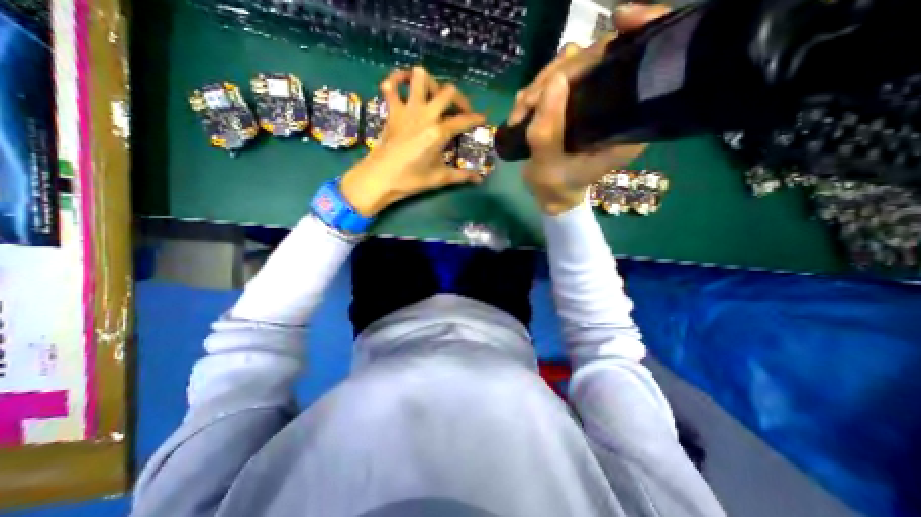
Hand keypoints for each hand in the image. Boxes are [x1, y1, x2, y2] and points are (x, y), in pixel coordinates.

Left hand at [339, 64, 485, 215]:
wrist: (380, 178)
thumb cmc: (411, 179)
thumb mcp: (440, 178)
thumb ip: (462, 175)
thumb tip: (479, 179)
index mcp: (439, 132)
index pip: (464, 120)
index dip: (477, 119)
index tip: (483, 119)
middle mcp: (426, 114)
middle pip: (448, 92)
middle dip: (459, 98)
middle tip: (461, 110)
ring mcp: (407, 109)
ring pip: (419, 77)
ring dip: (430, 82)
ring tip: (434, 95)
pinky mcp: (392, 111)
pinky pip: (391, 86)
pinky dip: (396, 81)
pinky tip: (402, 86)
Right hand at [512, 1, 670, 214]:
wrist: (551, 193)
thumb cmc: (554, 186)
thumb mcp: (546, 166)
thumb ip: (547, 131)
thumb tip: (552, 80)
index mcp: (626, 125)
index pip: (636, 70)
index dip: (630, 39)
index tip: (612, 25)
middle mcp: (617, 107)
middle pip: (598, 61)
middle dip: (556, 75)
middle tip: (526, 105)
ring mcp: (596, 101)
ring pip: (574, 67)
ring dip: (540, 85)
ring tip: (520, 112)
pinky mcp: (578, 101)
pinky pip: (558, 80)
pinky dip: (537, 90)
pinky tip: (523, 108)